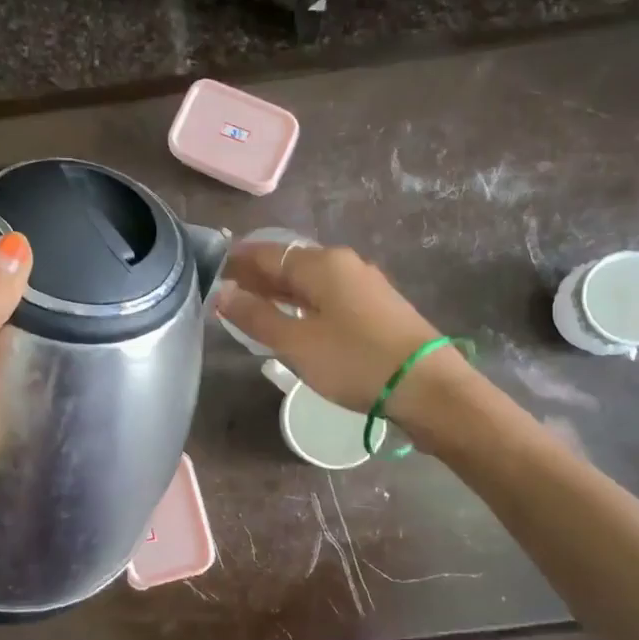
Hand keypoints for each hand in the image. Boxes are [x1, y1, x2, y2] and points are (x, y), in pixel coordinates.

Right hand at [212, 240, 468, 426]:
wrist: (427, 386)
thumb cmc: (355, 360)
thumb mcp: (297, 342)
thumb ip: (256, 317)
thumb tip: (222, 293)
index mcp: (322, 264)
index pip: (267, 253)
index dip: (237, 262)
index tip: (211, 271)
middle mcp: (344, 264)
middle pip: (290, 265)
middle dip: (257, 277)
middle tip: (225, 294)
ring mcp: (364, 285)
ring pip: (310, 282)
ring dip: (280, 293)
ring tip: (252, 309)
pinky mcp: (376, 308)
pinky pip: (328, 297)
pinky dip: (303, 305)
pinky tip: (293, 321)